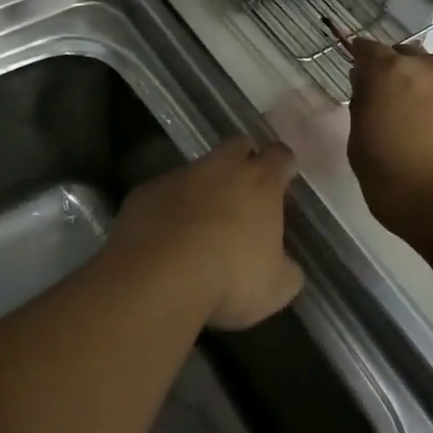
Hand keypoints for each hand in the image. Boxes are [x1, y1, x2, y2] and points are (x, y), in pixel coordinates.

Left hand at [112, 137, 304, 330]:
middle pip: (238, 146)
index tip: (285, 180)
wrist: (159, 278)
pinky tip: (167, 238)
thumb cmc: (230, 277)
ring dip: (204, 189)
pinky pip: (163, 193)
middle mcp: (220, 167)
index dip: (284, 165)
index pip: (280, 156)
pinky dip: (170, 209)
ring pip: (197, 170)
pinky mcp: (144, 192)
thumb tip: (286, 266)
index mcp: (259, 182)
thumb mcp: (277, 287)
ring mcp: (179, 176)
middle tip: (246, 192)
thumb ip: (287, 269)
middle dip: (245, 160)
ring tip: (202, 224)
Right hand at [347, 40, 432, 250]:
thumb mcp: (360, 148)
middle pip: (404, 56)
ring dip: (420, 89)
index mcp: (390, 72)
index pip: (367, 48)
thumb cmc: (398, 182)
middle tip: (384, 103)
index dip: (359, 61)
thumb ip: (362, 109)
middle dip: (392, 71)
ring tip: (415, 123)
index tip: (356, 80)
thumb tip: (369, 91)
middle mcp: (428, 69)